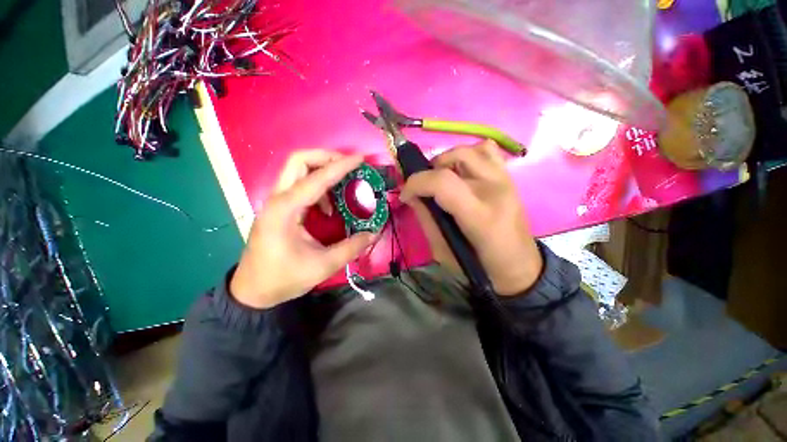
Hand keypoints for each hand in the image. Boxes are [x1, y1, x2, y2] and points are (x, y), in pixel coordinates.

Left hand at [230, 150, 375, 308]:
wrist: (253, 291)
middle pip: (298, 161)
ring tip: (344, 183)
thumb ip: (352, 247)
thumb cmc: (284, 278)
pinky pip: (299, 185)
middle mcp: (278, 199)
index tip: (360, 159)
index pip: (316, 179)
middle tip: (349, 166)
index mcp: (285, 210)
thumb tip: (374, 233)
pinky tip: (329, 206)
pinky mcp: (280, 208)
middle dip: (326, 157)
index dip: (340, 166)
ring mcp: (276, 202)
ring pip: (297, 170)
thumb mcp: (323, 265)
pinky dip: (318, 187)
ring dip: (322, 170)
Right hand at [400, 140, 542, 295]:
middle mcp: (495, 190)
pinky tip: (462, 173)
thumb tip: (412, 196)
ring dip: (448, 159)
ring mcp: (506, 180)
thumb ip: (426, 219)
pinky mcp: (509, 178)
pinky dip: (469, 155)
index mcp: (480, 216)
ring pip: (471, 149)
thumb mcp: (443, 251)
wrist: (520, 267)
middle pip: (456, 157)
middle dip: (429, 170)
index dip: (416, 183)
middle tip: (424, 188)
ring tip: (442, 178)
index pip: (443, 182)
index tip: (406, 195)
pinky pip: (488, 151)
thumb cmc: (480, 266)